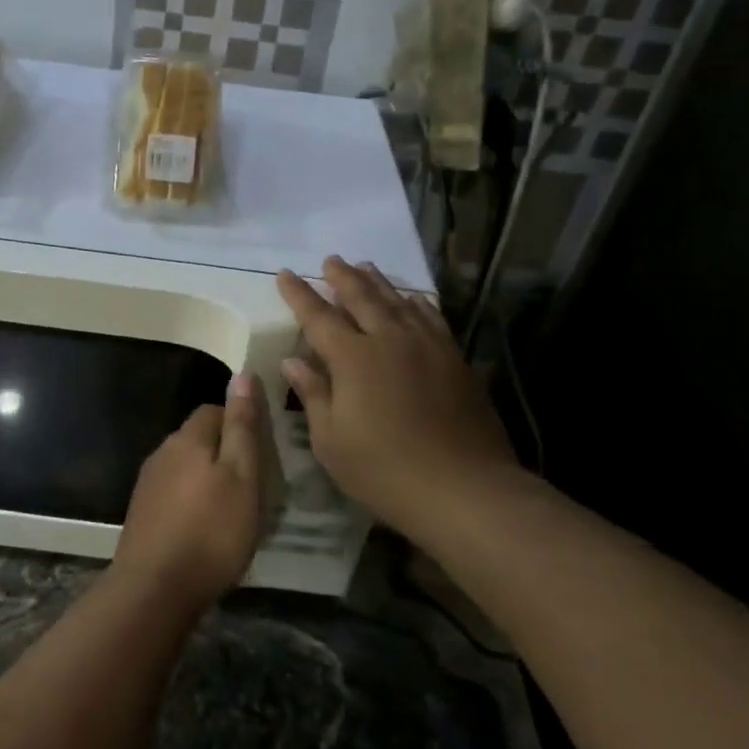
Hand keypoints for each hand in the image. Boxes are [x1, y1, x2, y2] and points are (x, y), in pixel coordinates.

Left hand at [112, 373, 265, 613]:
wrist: (155, 588)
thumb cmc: (211, 531)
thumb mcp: (242, 476)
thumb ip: (242, 427)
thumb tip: (243, 374)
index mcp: (188, 438)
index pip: (214, 410)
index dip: (239, 423)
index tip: (261, 450)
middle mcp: (162, 452)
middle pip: (198, 438)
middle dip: (224, 452)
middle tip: (253, 483)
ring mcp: (148, 484)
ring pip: (185, 467)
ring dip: (207, 479)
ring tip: (232, 509)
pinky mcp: (142, 513)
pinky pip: (173, 493)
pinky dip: (191, 502)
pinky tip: (204, 528)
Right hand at [277, 257, 520, 545]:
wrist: (463, 488)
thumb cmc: (384, 470)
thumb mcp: (331, 441)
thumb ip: (313, 394)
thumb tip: (292, 362)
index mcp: (353, 358)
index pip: (318, 316)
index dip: (299, 294)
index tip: (286, 273)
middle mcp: (389, 340)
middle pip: (362, 297)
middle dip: (342, 277)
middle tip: (330, 260)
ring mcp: (427, 346)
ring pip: (398, 301)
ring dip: (378, 282)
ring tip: (365, 266)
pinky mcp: (455, 359)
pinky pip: (431, 318)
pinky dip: (417, 302)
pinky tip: (413, 299)